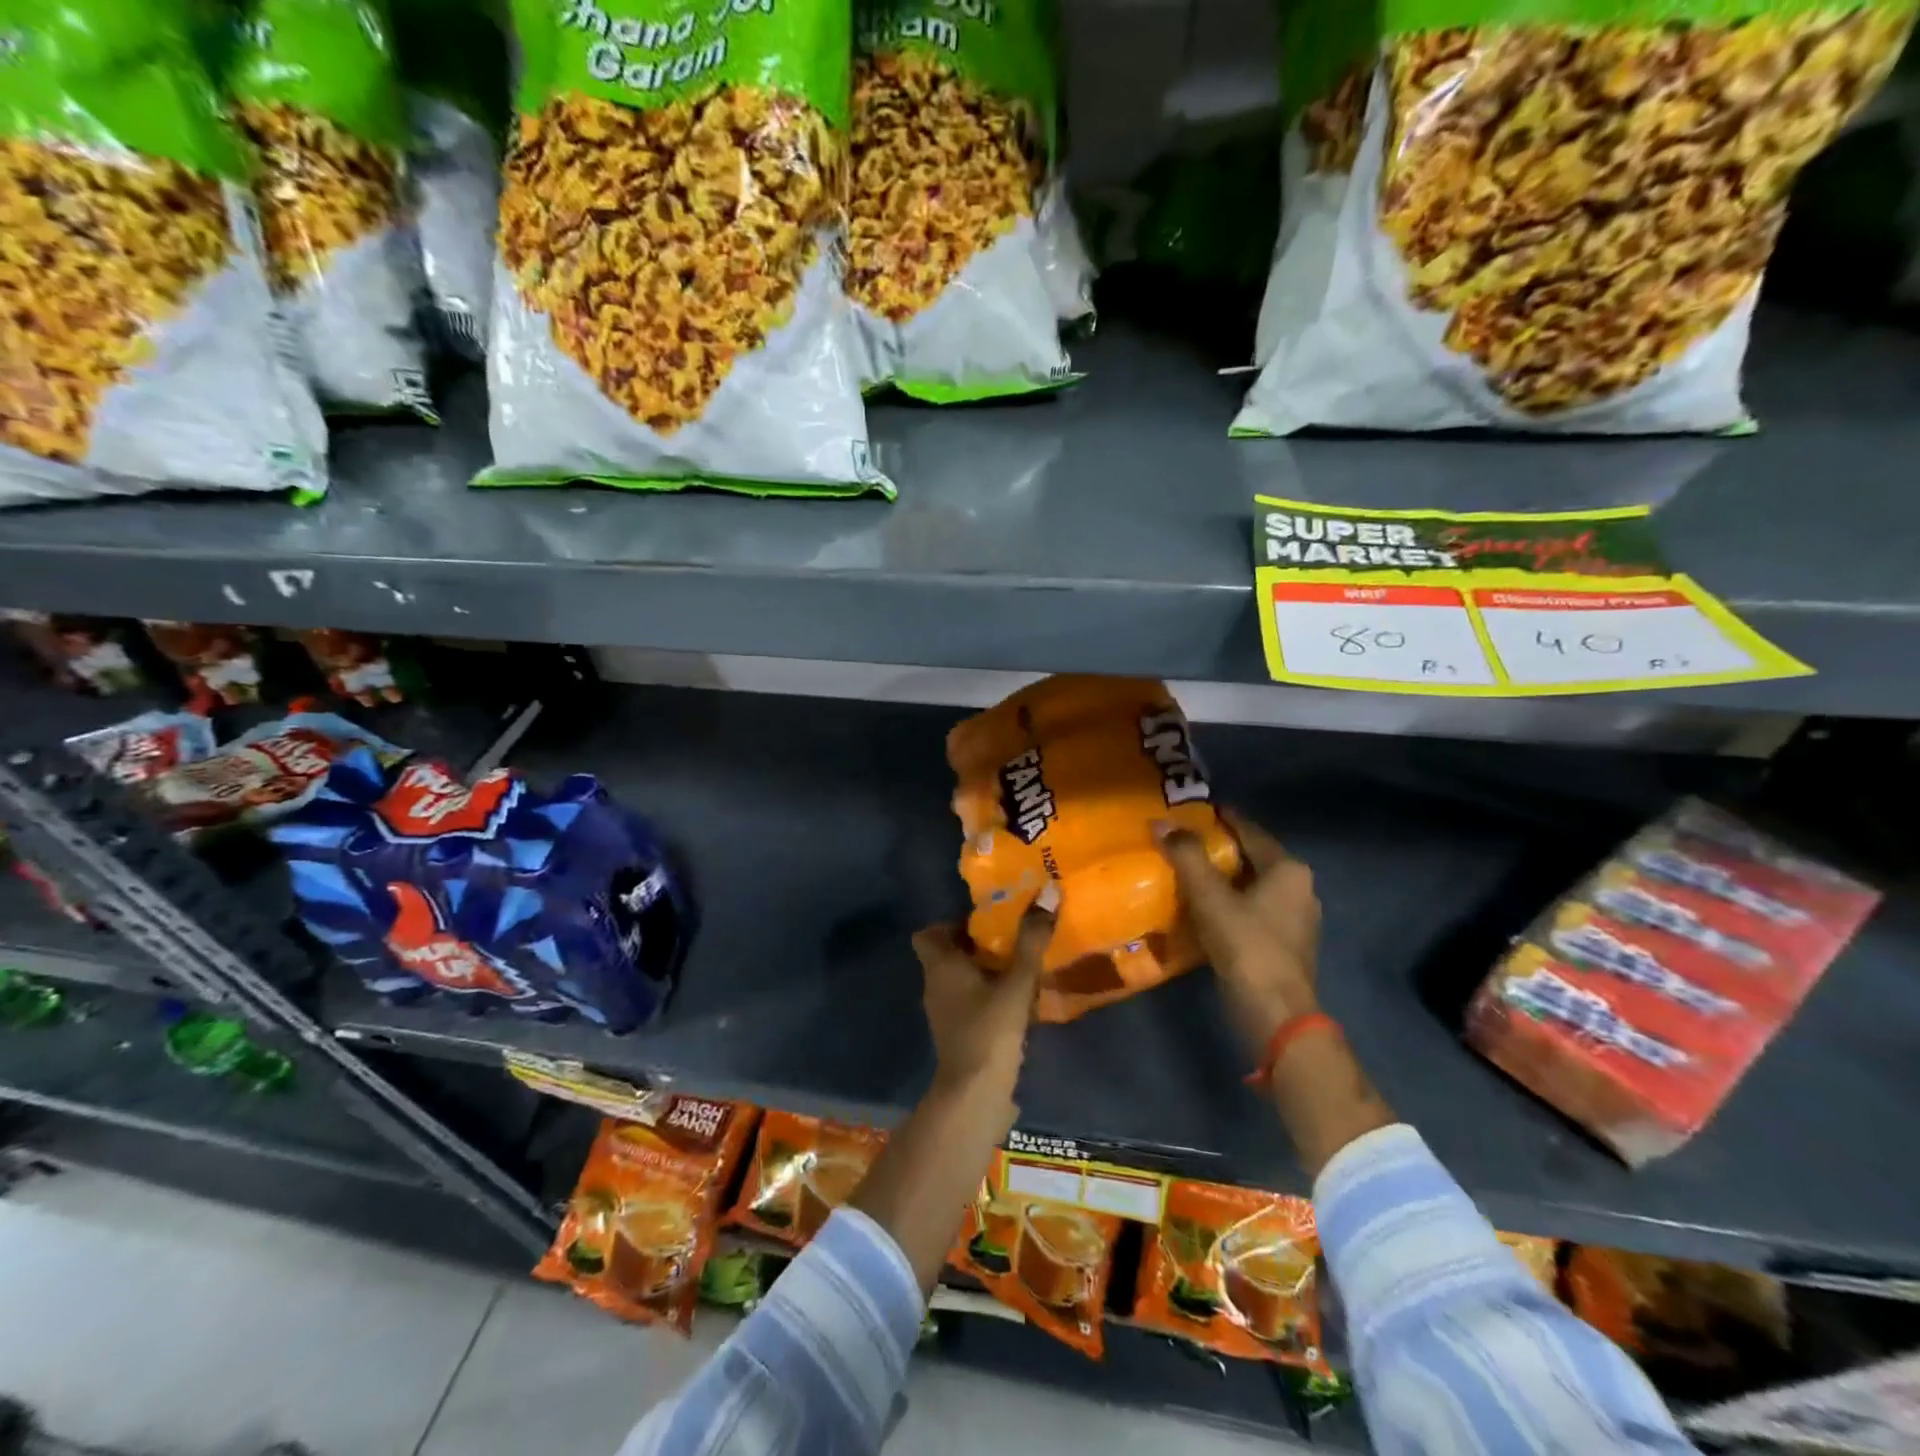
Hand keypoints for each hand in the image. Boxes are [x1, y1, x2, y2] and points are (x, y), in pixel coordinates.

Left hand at [912, 909, 1052, 1092]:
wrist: (975, 1095)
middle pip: (946, 955)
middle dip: (975, 945)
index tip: (983, 923)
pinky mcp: (957, 1035)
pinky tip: (1016, 1001)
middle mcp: (935, 985)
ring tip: (1018, 967)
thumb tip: (1047, 891)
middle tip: (1009, 939)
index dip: (950, 924)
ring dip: (983, 971)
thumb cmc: (990, 1030)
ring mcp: (943, 1013)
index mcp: (941, 966)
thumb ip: (1031, 940)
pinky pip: (967, 1002)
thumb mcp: (1017, 982)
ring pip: (958, 980)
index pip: (926, 934)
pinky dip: (986, 996)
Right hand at [1158, 811, 1320, 1051]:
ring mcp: (1298, 920)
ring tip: (1193, 874)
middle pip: (1255, 859)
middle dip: (1223, 850)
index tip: (1200, 810)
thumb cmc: (1246, 943)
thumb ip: (1186, 855)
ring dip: (1227, 880)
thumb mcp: (1210, 896)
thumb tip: (1161, 822)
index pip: (1251, 832)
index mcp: (1288, 869)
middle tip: (1188, 842)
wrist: (1274, 1011)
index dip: (1224, 819)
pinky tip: (1209, 909)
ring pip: (1256, 887)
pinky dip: (1234, 904)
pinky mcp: (1288, 945)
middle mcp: (1301, 889)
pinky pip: (1257, 911)